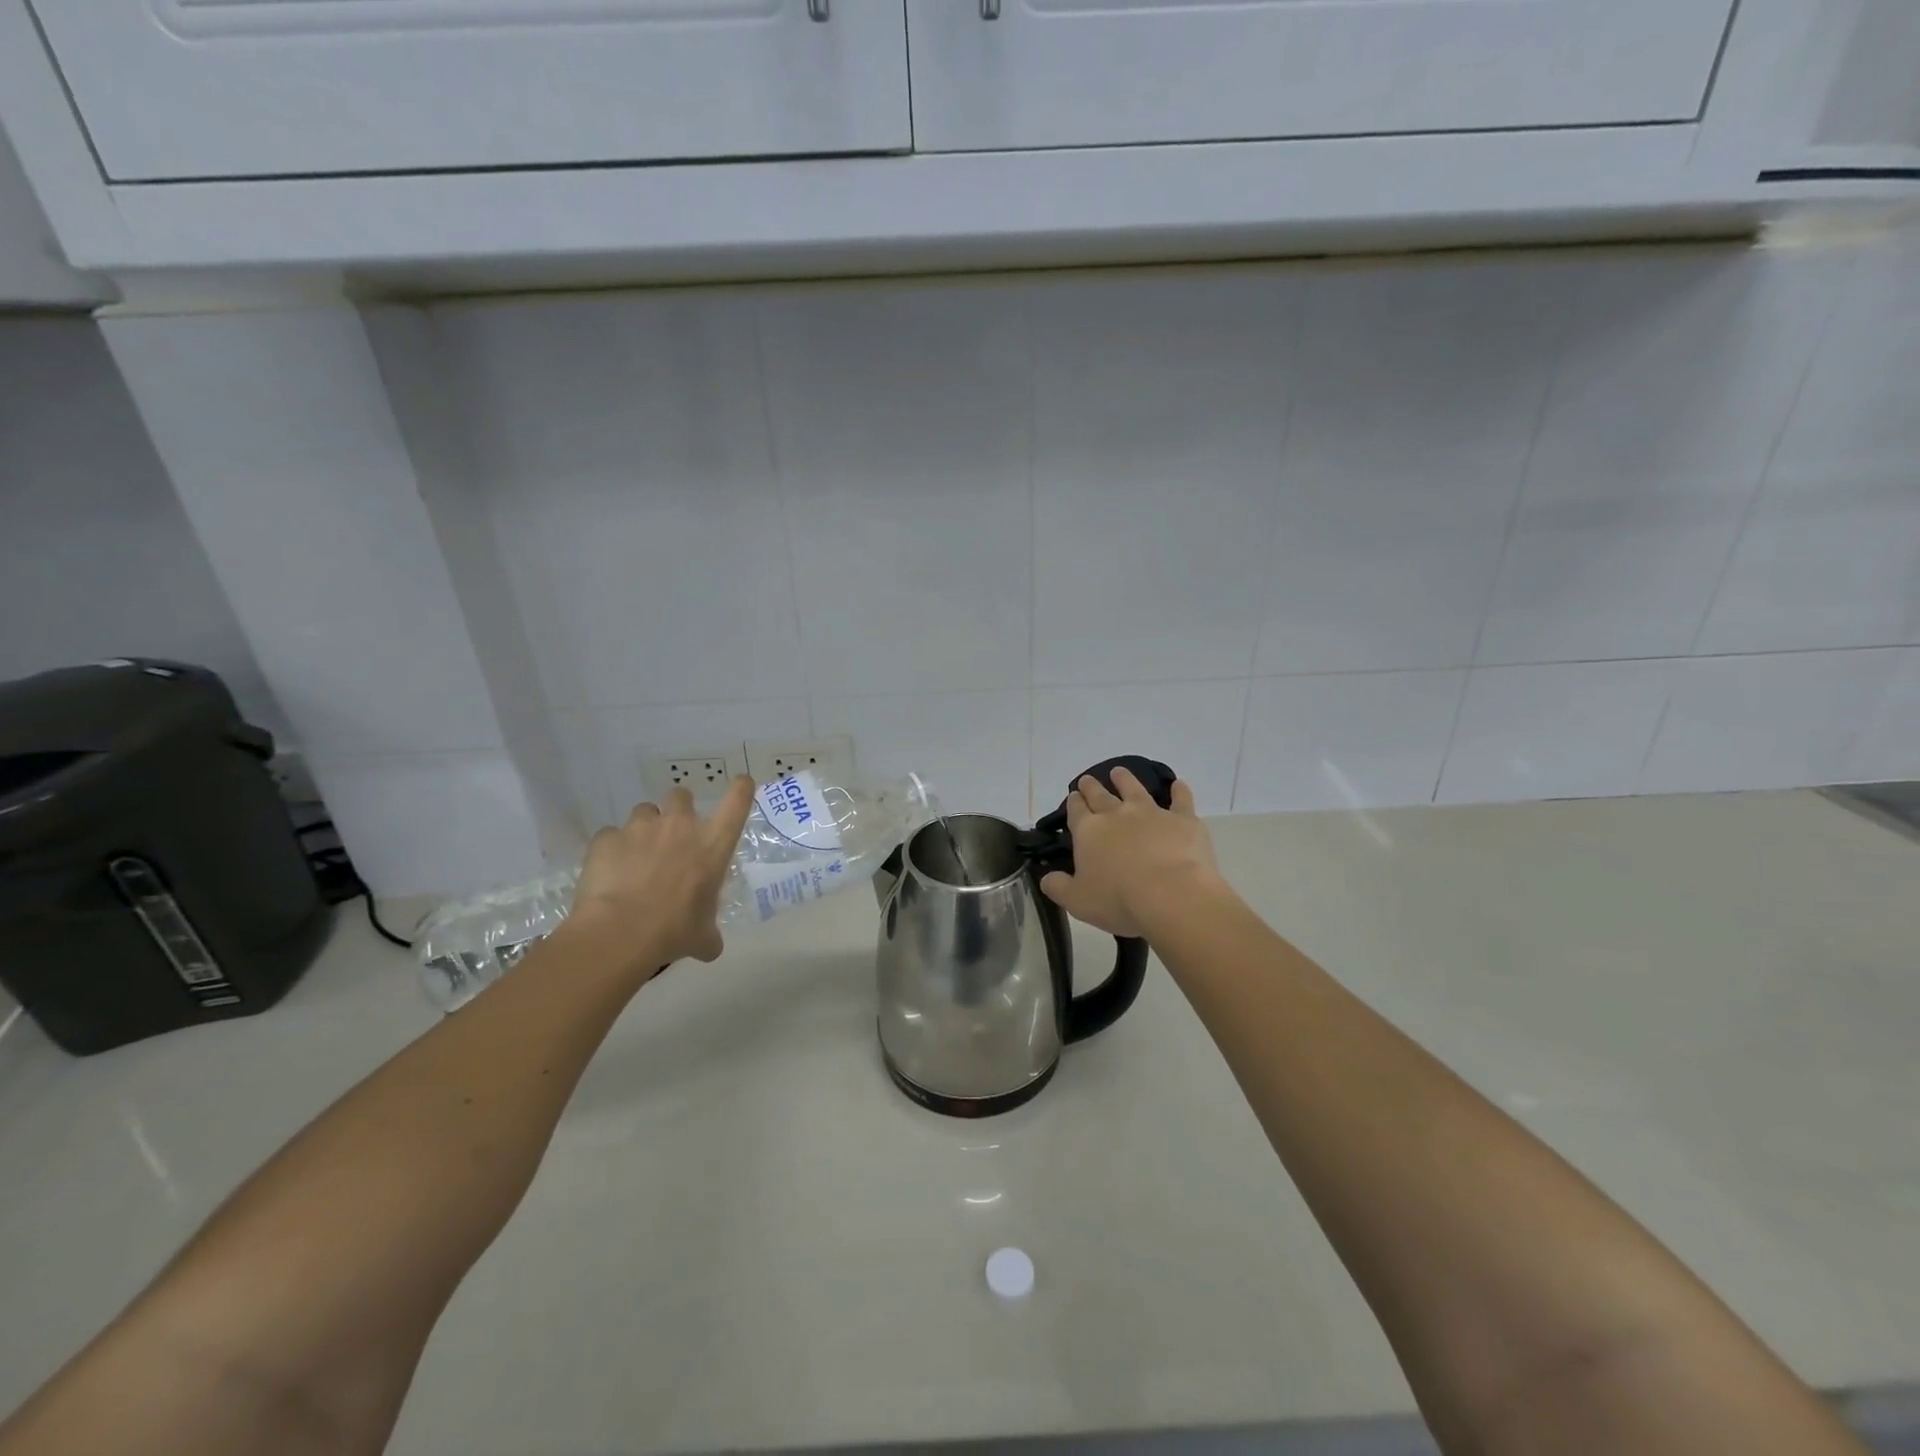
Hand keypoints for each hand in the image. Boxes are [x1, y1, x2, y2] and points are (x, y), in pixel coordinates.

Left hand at [569, 777, 755, 971]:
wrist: (619, 933)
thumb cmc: (673, 931)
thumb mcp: (702, 937)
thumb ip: (709, 934)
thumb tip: (709, 947)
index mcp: (712, 846)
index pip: (736, 803)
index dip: (740, 789)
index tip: (741, 783)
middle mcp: (679, 827)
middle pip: (681, 795)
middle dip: (678, 808)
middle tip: (672, 832)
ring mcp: (640, 828)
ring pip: (644, 812)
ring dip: (644, 828)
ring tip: (636, 855)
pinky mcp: (607, 838)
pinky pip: (610, 836)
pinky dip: (611, 849)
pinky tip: (608, 872)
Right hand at [1039, 767, 1223, 939]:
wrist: (1171, 895)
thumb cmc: (1118, 901)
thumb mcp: (1077, 901)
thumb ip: (1058, 887)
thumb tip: (1046, 878)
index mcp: (1089, 832)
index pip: (1077, 811)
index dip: (1074, 803)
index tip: (1073, 796)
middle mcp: (1117, 815)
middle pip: (1100, 795)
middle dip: (1091, 787)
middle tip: (1087, 780)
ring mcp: (1151, 813)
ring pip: (1134, 789)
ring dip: (1125, 779)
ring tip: (1119, 772)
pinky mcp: (1182, 820)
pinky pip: (1181, 800)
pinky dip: (1179, 791)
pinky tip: (1178, 784)